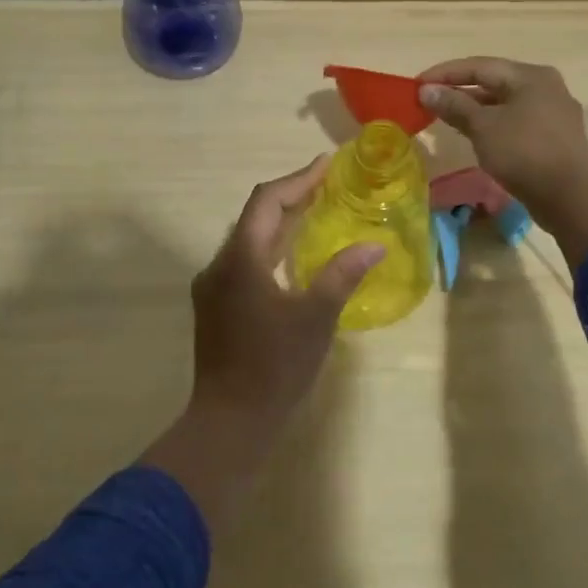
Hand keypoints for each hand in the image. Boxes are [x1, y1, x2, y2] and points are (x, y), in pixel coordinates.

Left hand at [143, 157, 381, 532]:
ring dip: (280, 223)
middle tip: (327, 186)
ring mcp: (213, 286)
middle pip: (255, 216)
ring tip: (316, 212)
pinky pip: (244, 261)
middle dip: (291, 197)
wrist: (229, 422)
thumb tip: (374, 244)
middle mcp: (219, 264)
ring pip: (248, 239)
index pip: (267, 201)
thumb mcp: (315, 318)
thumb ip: (342, 274)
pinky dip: (271, 248)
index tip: (327, 165)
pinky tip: (293, 257)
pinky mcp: (215, 306)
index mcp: (240, 259)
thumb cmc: (275, 367)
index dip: (298, 179)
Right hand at [415, 57, 587, 209]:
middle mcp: (545, 87)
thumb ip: (454, 105)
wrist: (570, 196)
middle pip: (494, 82)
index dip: (445, 73)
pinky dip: (493, 125)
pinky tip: (476, 136)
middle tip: (429, 101)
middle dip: (459, 91)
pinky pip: (516, 122)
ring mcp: (553, 113)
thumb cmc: (523, 152)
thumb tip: (426, 90)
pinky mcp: (555, 138)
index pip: (479, 65)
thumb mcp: (483, 126)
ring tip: (446, 118)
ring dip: (475, 110)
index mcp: (530, 76)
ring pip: (505, 104)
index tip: (416, 84)